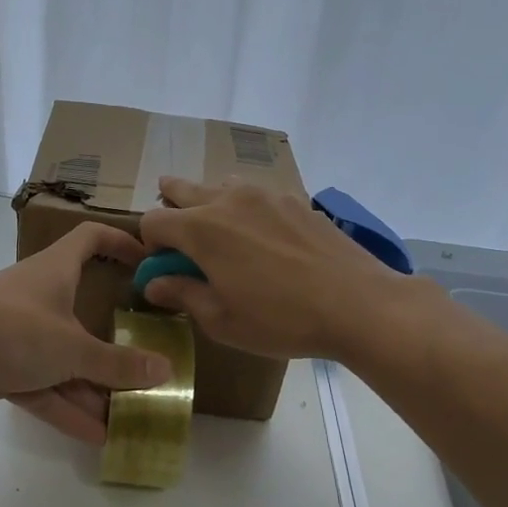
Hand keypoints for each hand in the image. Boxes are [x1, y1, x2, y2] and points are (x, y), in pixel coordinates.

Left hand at [0, 223, 171, 443]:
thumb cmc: (12, 328)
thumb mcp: (72, 347)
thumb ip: (117, 364)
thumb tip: (165, 370)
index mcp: (55, 272)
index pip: (90, 239)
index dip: (119, 243)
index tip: (146, 261)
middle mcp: (37, 298)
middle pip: (82, 314)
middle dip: (112, 344)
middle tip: (144, 365)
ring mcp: (15, 334)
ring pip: (62, 360)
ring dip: (91, 388)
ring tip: (127, 417)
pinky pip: (40, 387)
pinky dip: (64, 407)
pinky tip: (94, 435)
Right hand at [137, 177, 411, 359]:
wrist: (357, 304)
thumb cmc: (281, 320)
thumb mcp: (222, 320)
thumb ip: (183, 294)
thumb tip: (153, 283)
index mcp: (201, 229)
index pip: (153, 220)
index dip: (150, 244)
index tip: (164, 267)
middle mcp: (228, 200)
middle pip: (182, 189)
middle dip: (171, 208)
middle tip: (179, 239)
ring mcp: (265, 194)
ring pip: (221, 186)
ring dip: (209, 205)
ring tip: (222, 236)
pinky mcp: (295, 199)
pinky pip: (256, 194)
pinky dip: (246, 209)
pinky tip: (264, 239)